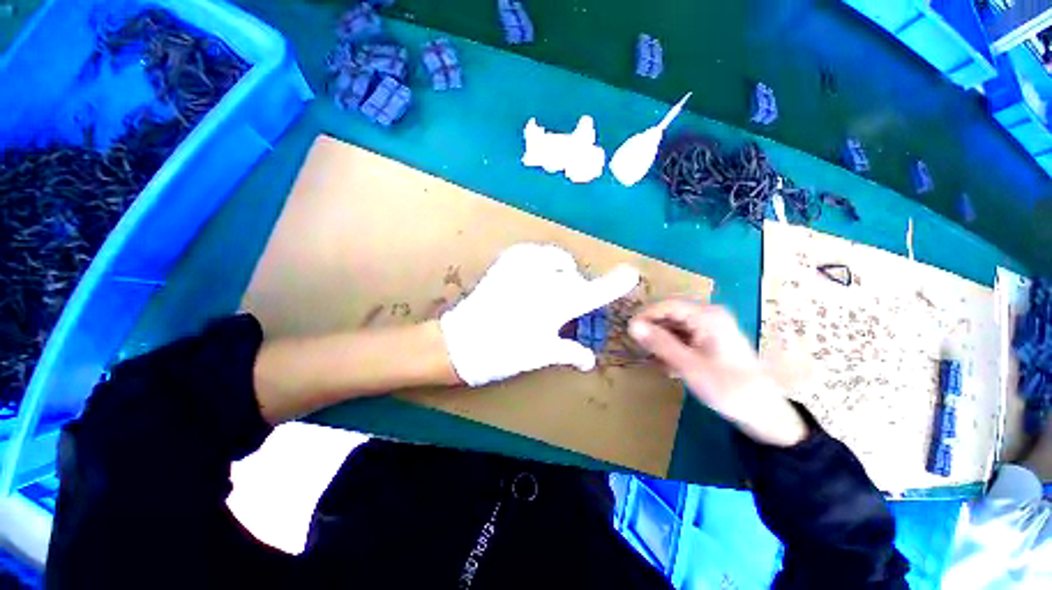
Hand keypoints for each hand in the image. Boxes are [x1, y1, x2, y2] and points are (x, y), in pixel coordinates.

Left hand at [440, 243, 639, 385]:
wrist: (461, 343)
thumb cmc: (503, 353)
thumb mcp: (540, 355)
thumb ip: (568, 352)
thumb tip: (589, 360)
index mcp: (555, 307)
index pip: (593, 293)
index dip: (614, 284)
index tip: (631, 273)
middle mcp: (543, 284)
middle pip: (572, 276)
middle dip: (574, 287)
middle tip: (564, 303)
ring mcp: (522, 271)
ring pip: (553, 258)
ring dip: (558, 270)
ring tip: (549, 284)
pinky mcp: (503, 265)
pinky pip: (528, 251)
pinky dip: (536, 258)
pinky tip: (532, 270)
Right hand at [628, 301, 808, 446]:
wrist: (764, 412)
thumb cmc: (726, 387)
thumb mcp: (688, 365)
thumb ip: (659, 343)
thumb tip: (631, 325)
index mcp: (707, 316)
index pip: (667, 305)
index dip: (645, 316)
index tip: (629, 332)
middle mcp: (709, 315)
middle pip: (671, 315)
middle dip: (654, 331)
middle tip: (640, 349)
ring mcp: (712, 327)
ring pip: (676, 327)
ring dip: (663, 342)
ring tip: (656, 361)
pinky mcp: (712, 340)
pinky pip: (685, 337)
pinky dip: (674, 349)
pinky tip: (671, 367)